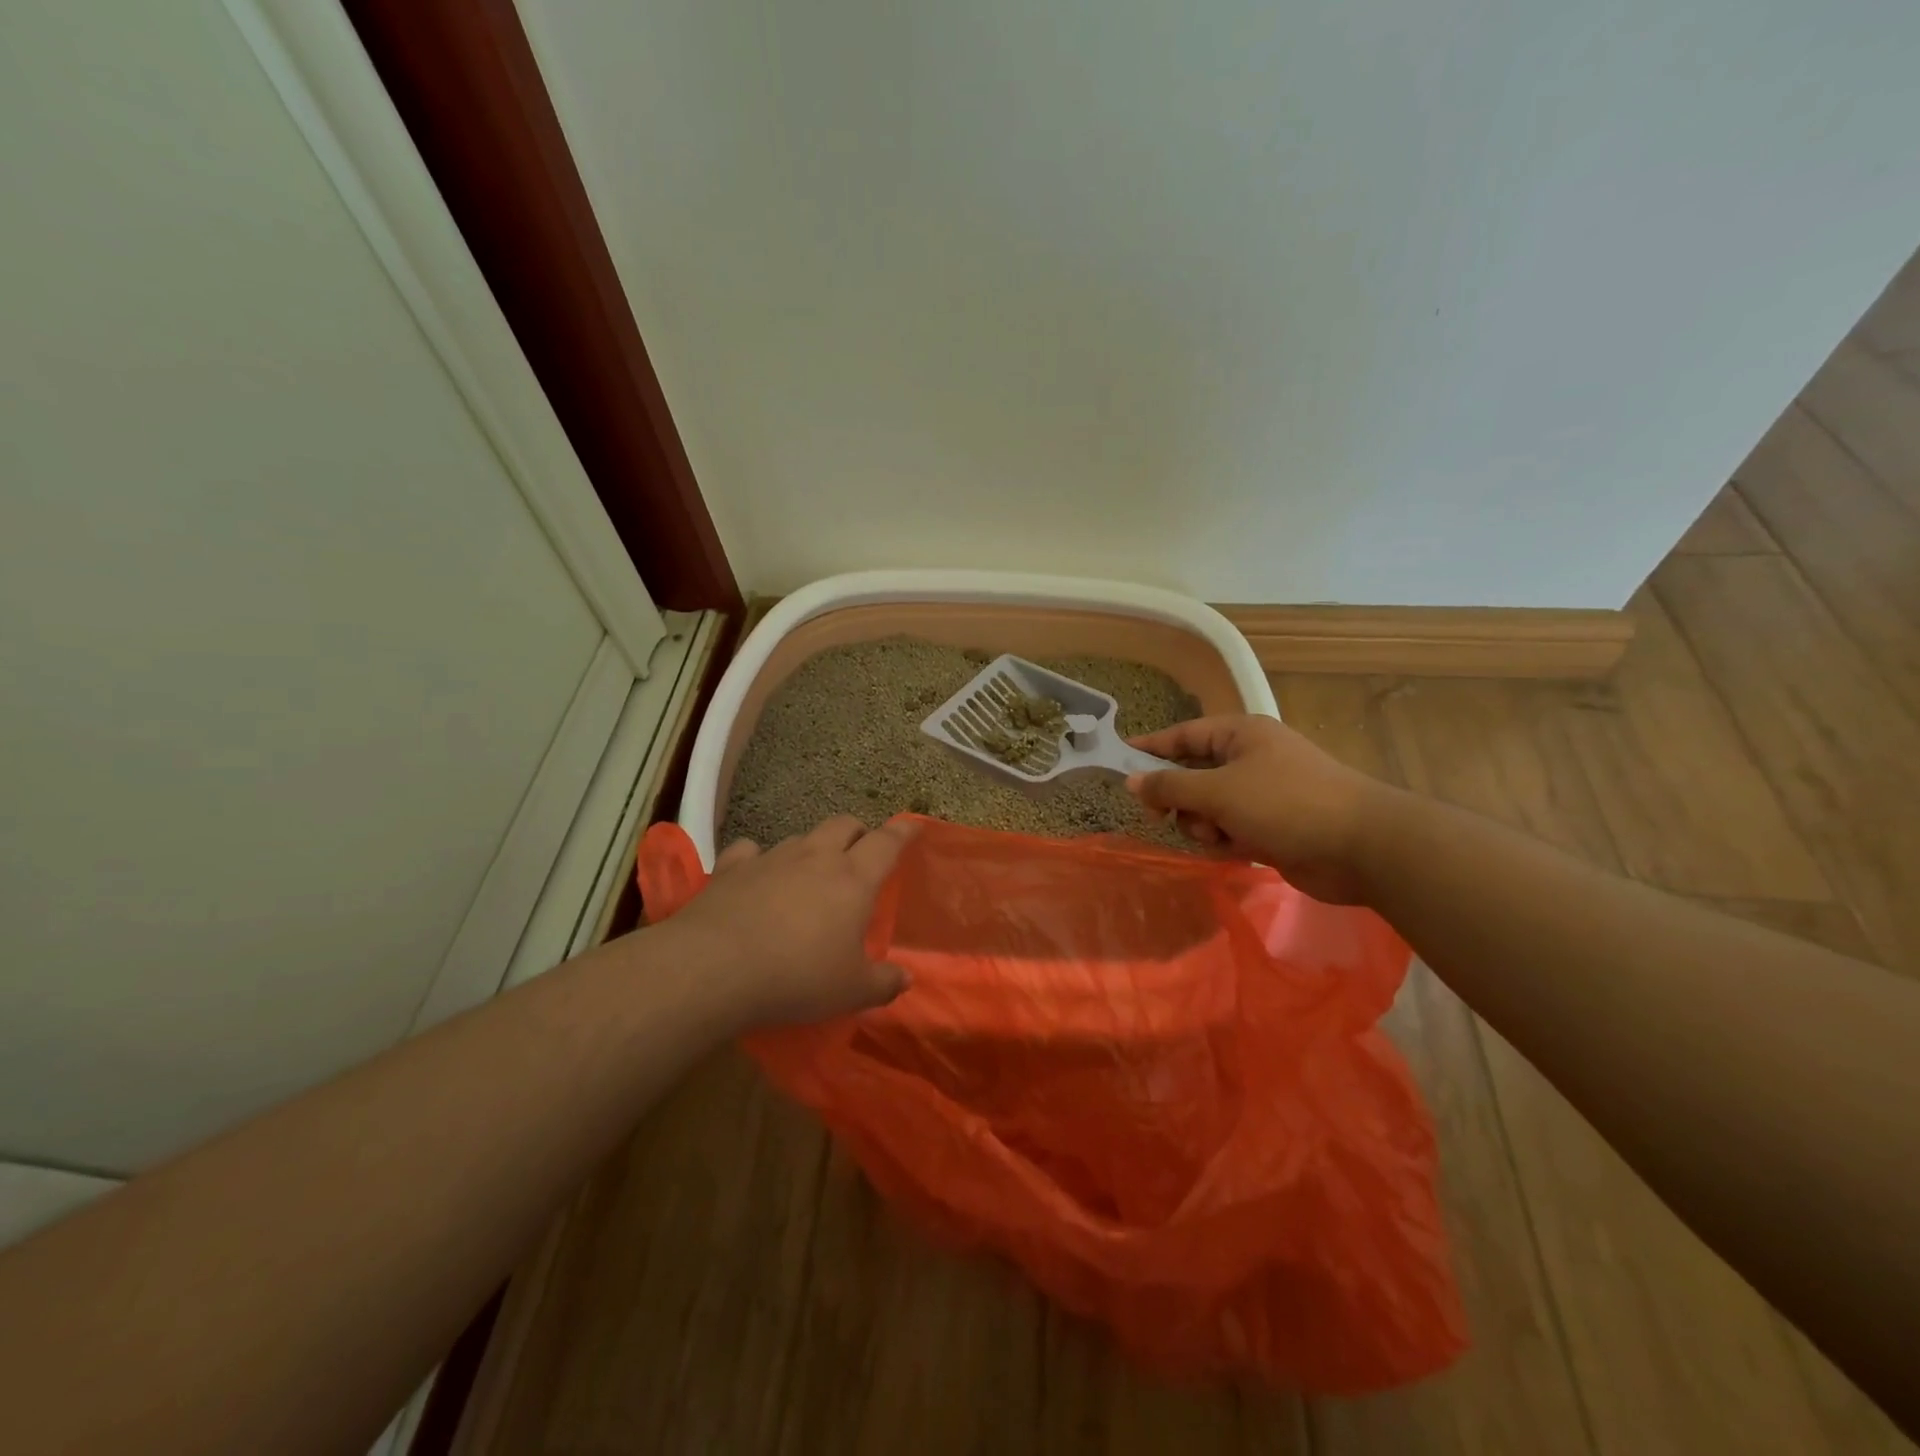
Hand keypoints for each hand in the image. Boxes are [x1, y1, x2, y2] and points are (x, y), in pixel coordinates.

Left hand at [663, 815, 916, 1026]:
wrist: (715, 967)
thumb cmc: (797, 976)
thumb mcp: (850, 991)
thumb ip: (883, 983)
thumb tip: (906, 979)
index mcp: (853, 879)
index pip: (887, 842)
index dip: (903, 832)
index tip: (913, 826)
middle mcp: (816, 857)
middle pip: (843, 824)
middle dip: (857, 832)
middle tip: (860, 850)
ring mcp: (771, 858)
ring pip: (800, 837)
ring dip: (812, 847)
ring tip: (810, 870)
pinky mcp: (732, 868)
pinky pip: (750, 850)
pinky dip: (758, 858)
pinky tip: (755, 874)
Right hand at [1126, 715, 1400, 904]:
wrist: (1361, 847)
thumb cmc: (1286, 804)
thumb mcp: (1219, 791)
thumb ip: (1171, 786)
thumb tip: (1132, 781)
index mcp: (1240, 735)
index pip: (1183, 735)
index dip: (1150, 747)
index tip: (1118, 759)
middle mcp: (1250, 760)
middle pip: (1193, 775)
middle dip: (1181, 799)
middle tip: (1163, 817)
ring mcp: (1263, 794)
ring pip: (1208, 808)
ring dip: (1205, 825)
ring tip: (1220, 837)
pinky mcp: (1272, 826)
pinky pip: (1230, 830)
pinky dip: (1227, 841)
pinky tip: (1238, 851)